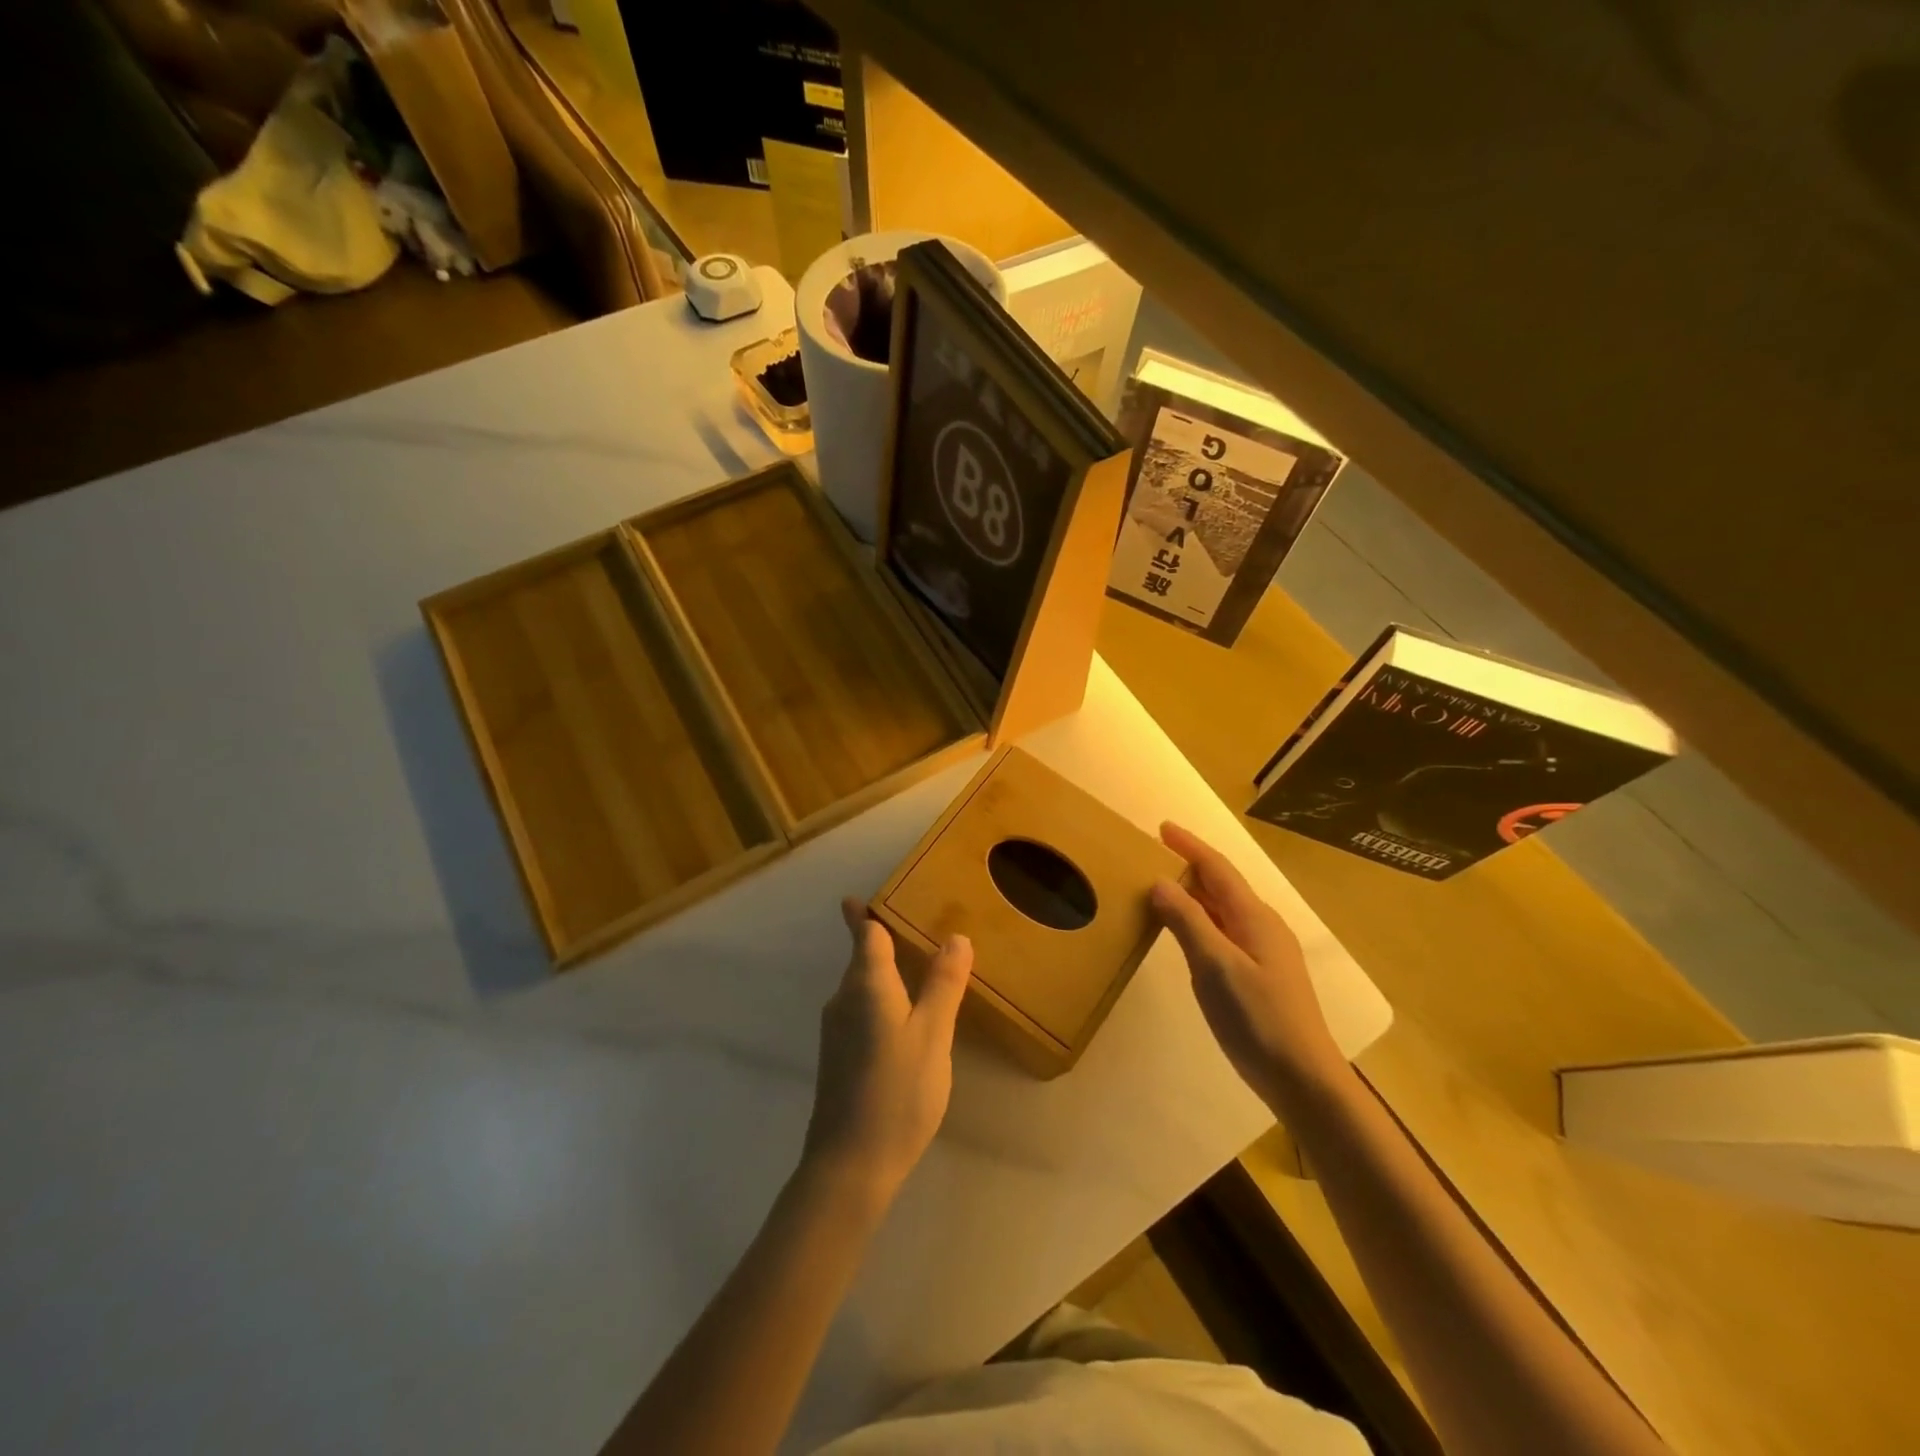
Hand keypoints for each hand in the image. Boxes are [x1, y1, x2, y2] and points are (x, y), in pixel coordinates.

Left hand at [801, 899, 972, 1205]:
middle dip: (876, 939)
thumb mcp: (933, 1035)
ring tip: (914, 966)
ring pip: (860, 987)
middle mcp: (844, 1000)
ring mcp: (836, 1031)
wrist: (849, 1165)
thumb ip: (944, 985)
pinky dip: (880, 1000)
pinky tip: (902, 1017)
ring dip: (881, 971)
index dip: (864, 914)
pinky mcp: (838, 1058)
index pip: (865, 934)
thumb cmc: (898, 1092)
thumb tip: (956, 937)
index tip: (862, 897)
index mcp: (866, 985)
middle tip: (909, 925)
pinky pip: (860, 1011)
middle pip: (860, 958)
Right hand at [1152, 823, 1345, 1100]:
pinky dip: (1200, 922)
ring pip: (1222, 910)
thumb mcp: (1215, 967)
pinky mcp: (1260, 975)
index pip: (1217, 869)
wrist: (1302, 1079)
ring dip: (1193, 895)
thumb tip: (1160, 882)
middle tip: (1152, 858)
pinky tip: (1185, 935)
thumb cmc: (1258, 1019)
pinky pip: (1224, 932)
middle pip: (1221, 886)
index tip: (1162, 827)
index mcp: (1254, 918)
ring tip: (1160, 890)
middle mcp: (1262, 927)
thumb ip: (1187, 922)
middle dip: (1189, 867)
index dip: (1190, 846)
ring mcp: (1264, 952)